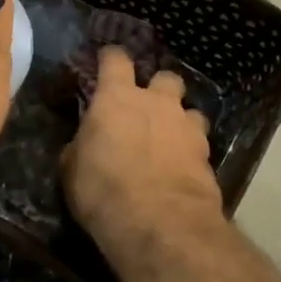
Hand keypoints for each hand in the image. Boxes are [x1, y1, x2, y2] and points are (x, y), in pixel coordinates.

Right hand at [63, 47, 222, 255]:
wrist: (159, 223)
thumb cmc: (102, 189)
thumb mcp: (73, 168)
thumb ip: (82, 145)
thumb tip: (86, 142)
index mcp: (117, 98)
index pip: (115, 60)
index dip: (111, 59)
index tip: (107, 61)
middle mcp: (156, 103)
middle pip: (165, 77)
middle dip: (158, 89)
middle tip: (147, 108)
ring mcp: (186, 127)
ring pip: (190, 110)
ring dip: (180, 121)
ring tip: (170, 141)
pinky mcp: (208, 156)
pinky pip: (200, 144)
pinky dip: (191, 153)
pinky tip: (182, 169)